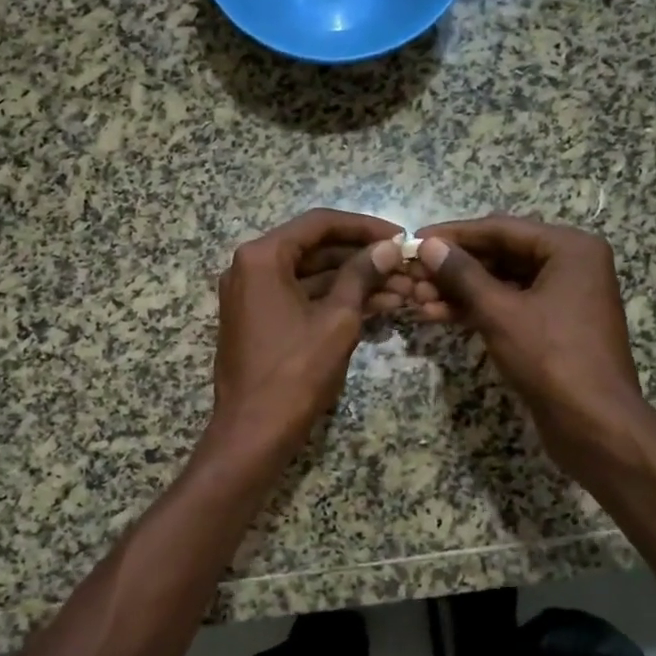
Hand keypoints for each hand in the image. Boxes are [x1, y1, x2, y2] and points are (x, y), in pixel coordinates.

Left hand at [209, 209, 402, 455]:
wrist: (253, 432)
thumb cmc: (295, 372)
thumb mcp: (337, 320)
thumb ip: (362, 275)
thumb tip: (388, 248)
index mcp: (262, 257)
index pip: (319, 224)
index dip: (364, 227)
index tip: (400, 237)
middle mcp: (250, 268)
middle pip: (315, 249)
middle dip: (363, 258)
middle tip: (405, 266)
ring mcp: (252, 296)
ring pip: (311, 276)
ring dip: (354, 281)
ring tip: (402, 289)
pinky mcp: (260, 320)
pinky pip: (301, 299)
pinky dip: (334, 301)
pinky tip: (378, 307)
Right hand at [413, 215, 644, 480]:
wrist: (594, 425)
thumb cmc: (551, 358)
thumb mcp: (500, 312)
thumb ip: (462, 274)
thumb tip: (429, 246)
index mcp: (570, 248)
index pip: (500, 229)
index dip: (453, 234)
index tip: (413, 239)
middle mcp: (571, 265)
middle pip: (501, 254)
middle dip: (454, 267)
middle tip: (412, 275)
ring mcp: (564, 297)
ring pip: (501, 283)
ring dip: (460, 290)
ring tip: (418, 299)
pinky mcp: (553, 326)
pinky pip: (510, 306)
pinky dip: (477, 310)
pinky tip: (439, 316)